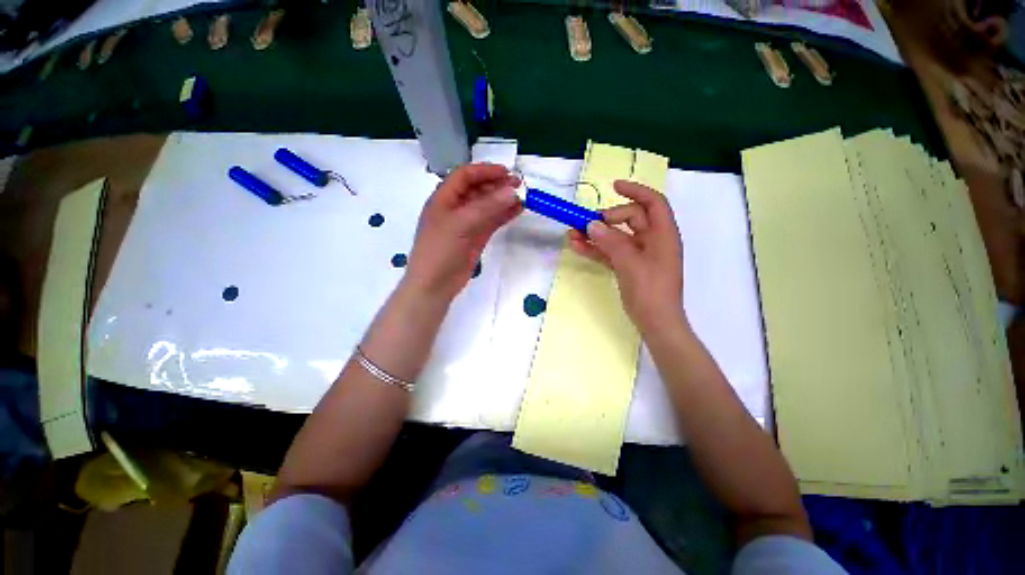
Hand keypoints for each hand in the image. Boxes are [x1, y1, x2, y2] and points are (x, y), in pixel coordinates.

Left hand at [405, 163, 520, 301]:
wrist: (435, 284)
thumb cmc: (440, 250)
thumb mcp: (461, 224)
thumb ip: (487, 207)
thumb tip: (512, 191)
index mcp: (443, 198)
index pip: (465, 176)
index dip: (485, 171)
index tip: (507, 173)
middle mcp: (455, 208)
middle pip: (478, 190)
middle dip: (497, 185)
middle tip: (519, 185)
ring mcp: (466, 224)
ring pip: (487, 206)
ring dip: (503, 200)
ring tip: (523, 197)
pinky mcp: (475, 238)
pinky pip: (491, 222)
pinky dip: (504, 215)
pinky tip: (517, 211)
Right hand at [568, 180, 684, 333]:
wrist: (655, 323)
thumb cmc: (650, 291)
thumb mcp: (630, 263)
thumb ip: (611, 241)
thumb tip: (592, 224)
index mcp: (662, 234)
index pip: (652, 203)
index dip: (635, 191)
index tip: (613, 186)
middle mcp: (652, 240)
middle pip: (629, 219)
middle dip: (606, 218)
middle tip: (585, 223)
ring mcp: (639, 254)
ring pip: (615, 237)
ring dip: (595, 234)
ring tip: (571, 234)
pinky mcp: (628, 266)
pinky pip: (610, 252)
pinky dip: (596, 249)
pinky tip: (577, 246)